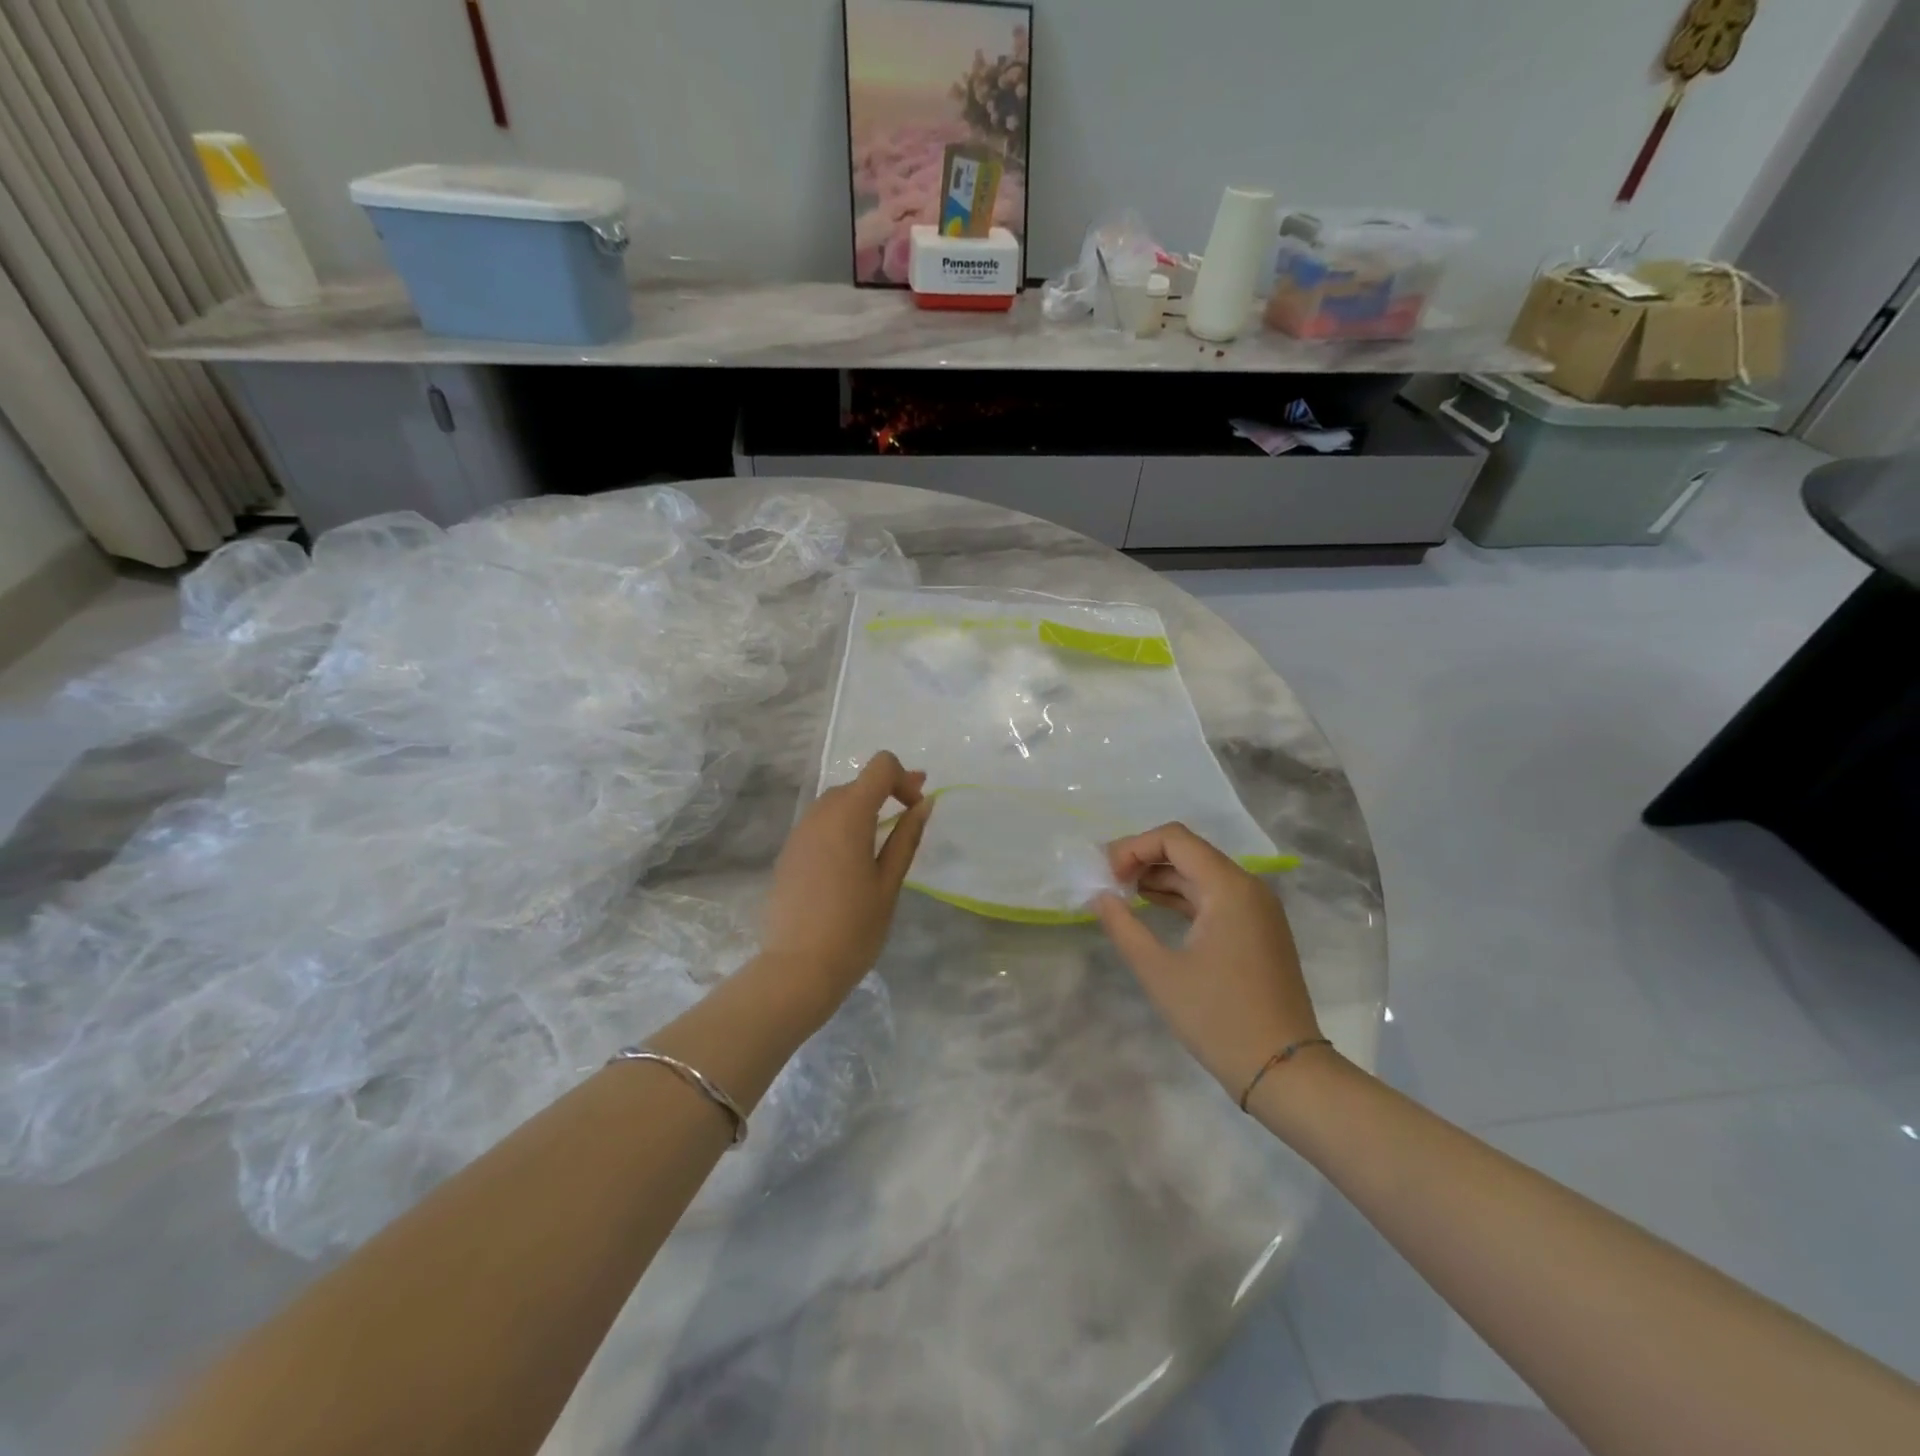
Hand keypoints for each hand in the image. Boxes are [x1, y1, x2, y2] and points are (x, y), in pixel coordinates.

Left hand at [761, 751, 932, 1014]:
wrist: (798, 968)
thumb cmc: (854, 927)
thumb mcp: (889, 882)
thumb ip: (907, 837)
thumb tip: (924, 803)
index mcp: (849, 815)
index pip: (880, 766)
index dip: (904, 778)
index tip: (916, 808)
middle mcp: (819, 813)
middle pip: (857, 783)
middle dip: (886, 792)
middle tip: (910, 818)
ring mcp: (799, 832)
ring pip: (836, 803)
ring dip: (863, 809)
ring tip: (882, 841)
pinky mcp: (788, 852)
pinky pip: (820, 825)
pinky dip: (841, 827)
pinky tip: (851, 861)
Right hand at [1095, 822, 1321, 1100]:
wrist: (1284, 1071)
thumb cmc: (1218, 1017)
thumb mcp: (1159, 971)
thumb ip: (1123, 926)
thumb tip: (1100, 896)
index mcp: (1229, 888)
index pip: (1174, 839)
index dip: (1134, 847)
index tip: (1107, 876)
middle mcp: (1248, 888)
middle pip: (1189, 852)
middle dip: (1145, 859)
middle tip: (1109, 882)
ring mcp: (1258, 910)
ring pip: (1202, 875)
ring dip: (1162, 878)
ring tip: (1123, 895)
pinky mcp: (1259, 931)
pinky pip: (1215, 898)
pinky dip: (1183, 897)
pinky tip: (1154, 910)